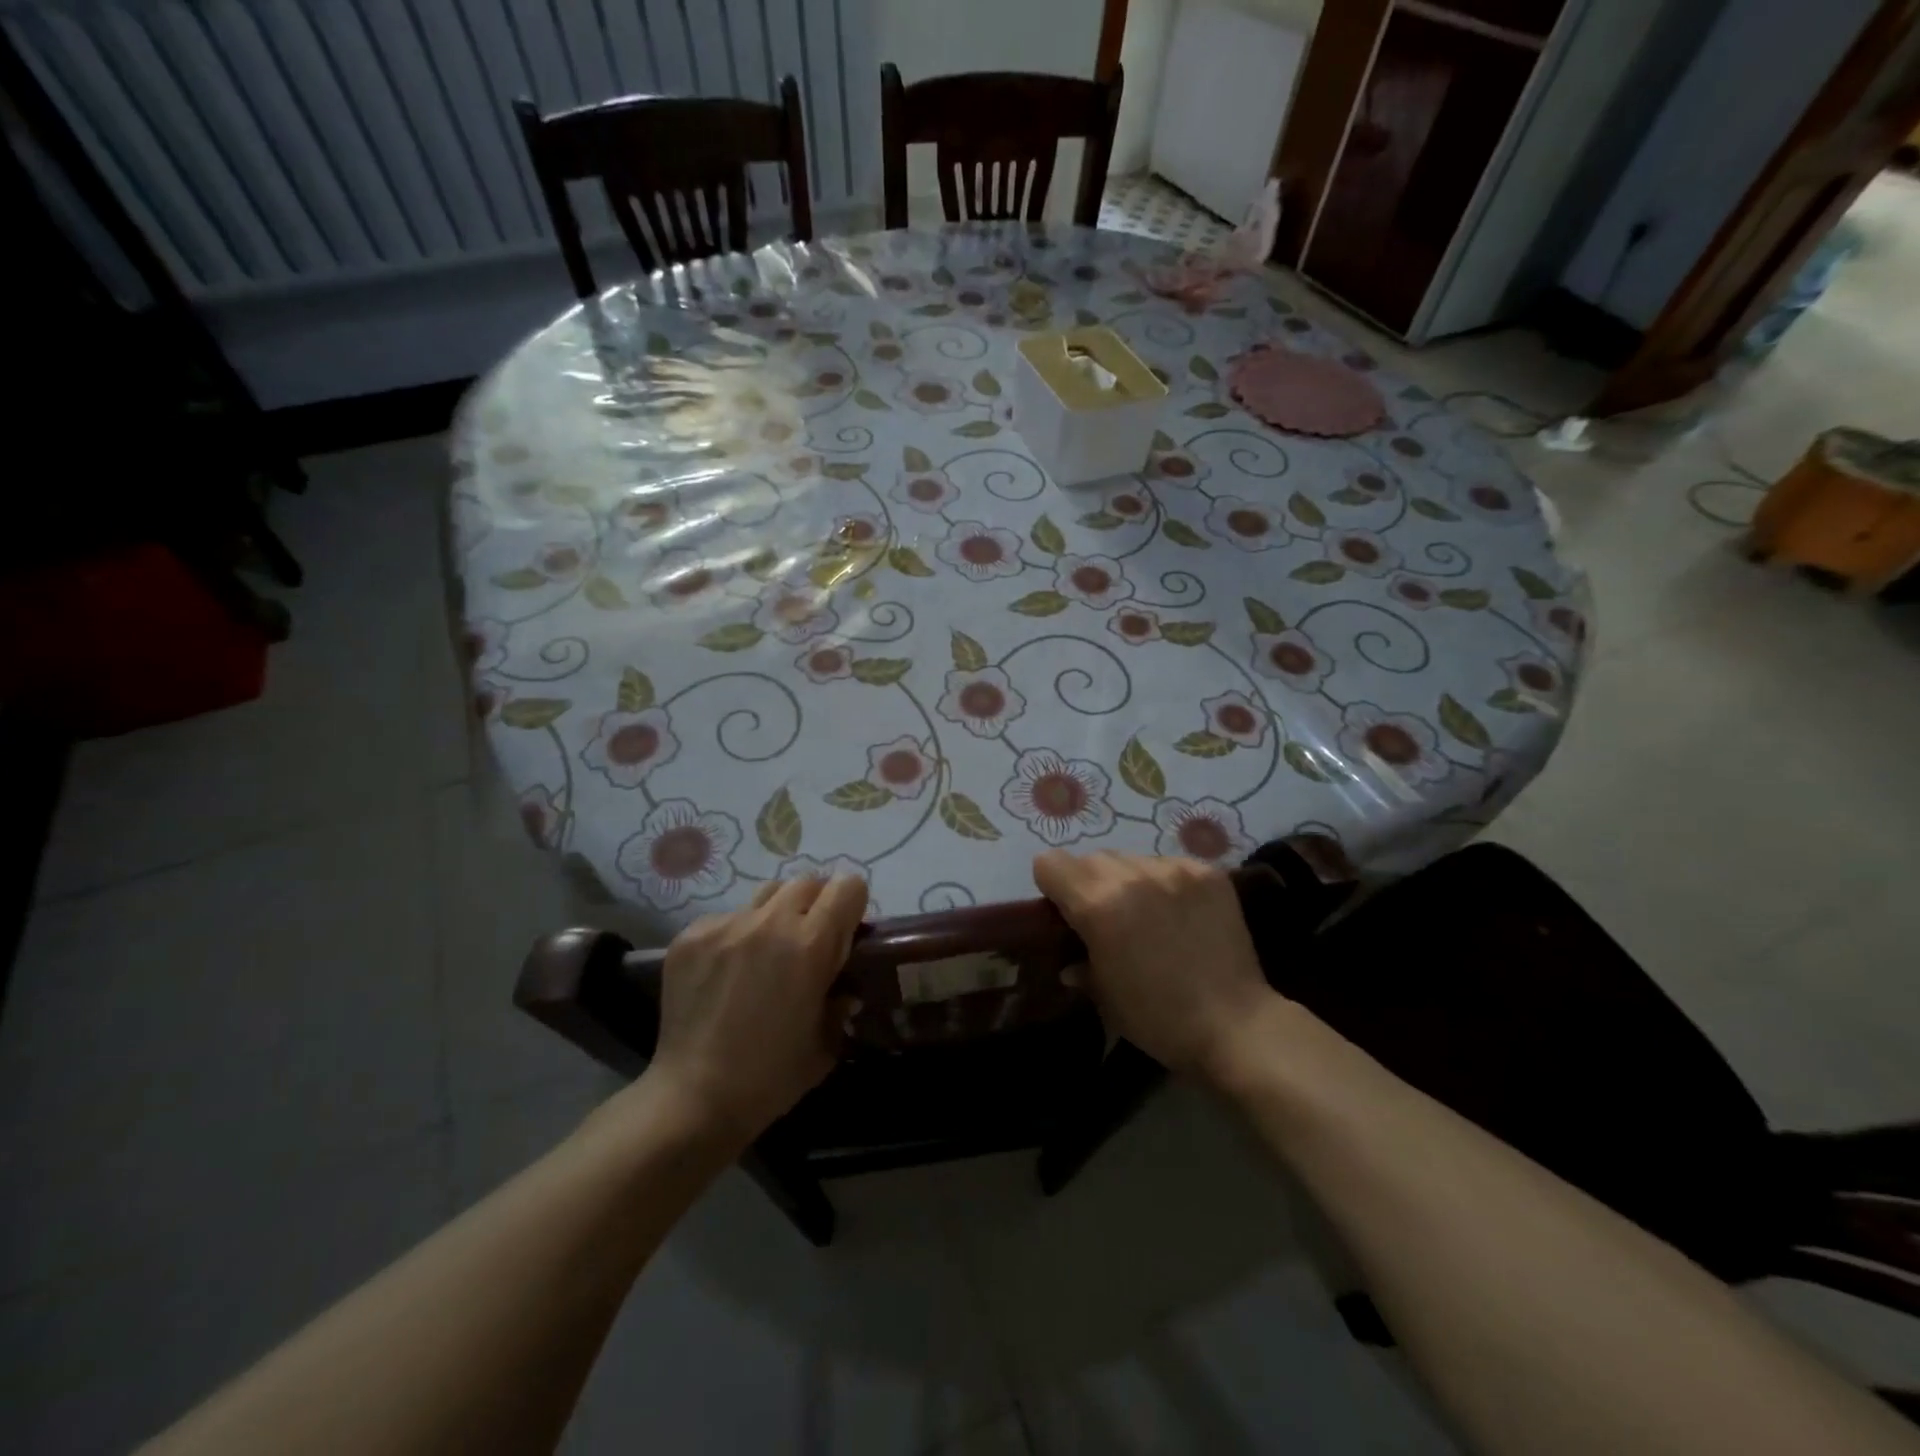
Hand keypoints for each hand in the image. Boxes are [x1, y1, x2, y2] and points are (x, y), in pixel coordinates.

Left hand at [645, 876, 866, 1142]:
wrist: (693, 1098)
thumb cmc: (771, 1077)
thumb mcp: (826, 1042)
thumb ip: (841, 1002)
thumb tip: (845, 986)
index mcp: (811, 944)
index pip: (847, 886)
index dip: (853, 906)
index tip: (847, 932)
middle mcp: (769, 922)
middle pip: (807, 882)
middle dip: (817, 904)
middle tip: (811, 939)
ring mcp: (726, 925)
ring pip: (766, 893)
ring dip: (778, 912)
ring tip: (768, 949)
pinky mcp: (691, 935)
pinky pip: (728, 917)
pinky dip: (737, 934)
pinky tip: (728, 971)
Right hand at [1032, 851, 1273, 1076]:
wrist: (1237, 1026)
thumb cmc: (1159, 1019)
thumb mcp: (1104, 996)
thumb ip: (1080, 963)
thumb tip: (1071, 960)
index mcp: (1098, 904)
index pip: (1050, 863)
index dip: (1052, 887)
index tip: (1065, 913)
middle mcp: (1132, 874)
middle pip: (1091, 858)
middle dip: (1090, 883)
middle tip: (1108, 918)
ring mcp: (1174, 869)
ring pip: (1131, 858)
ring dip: (1129, 880)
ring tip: (1149, 915)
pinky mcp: (1208, 872)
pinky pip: (1169, 863)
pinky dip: (1165, 883)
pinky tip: (1181, 914)